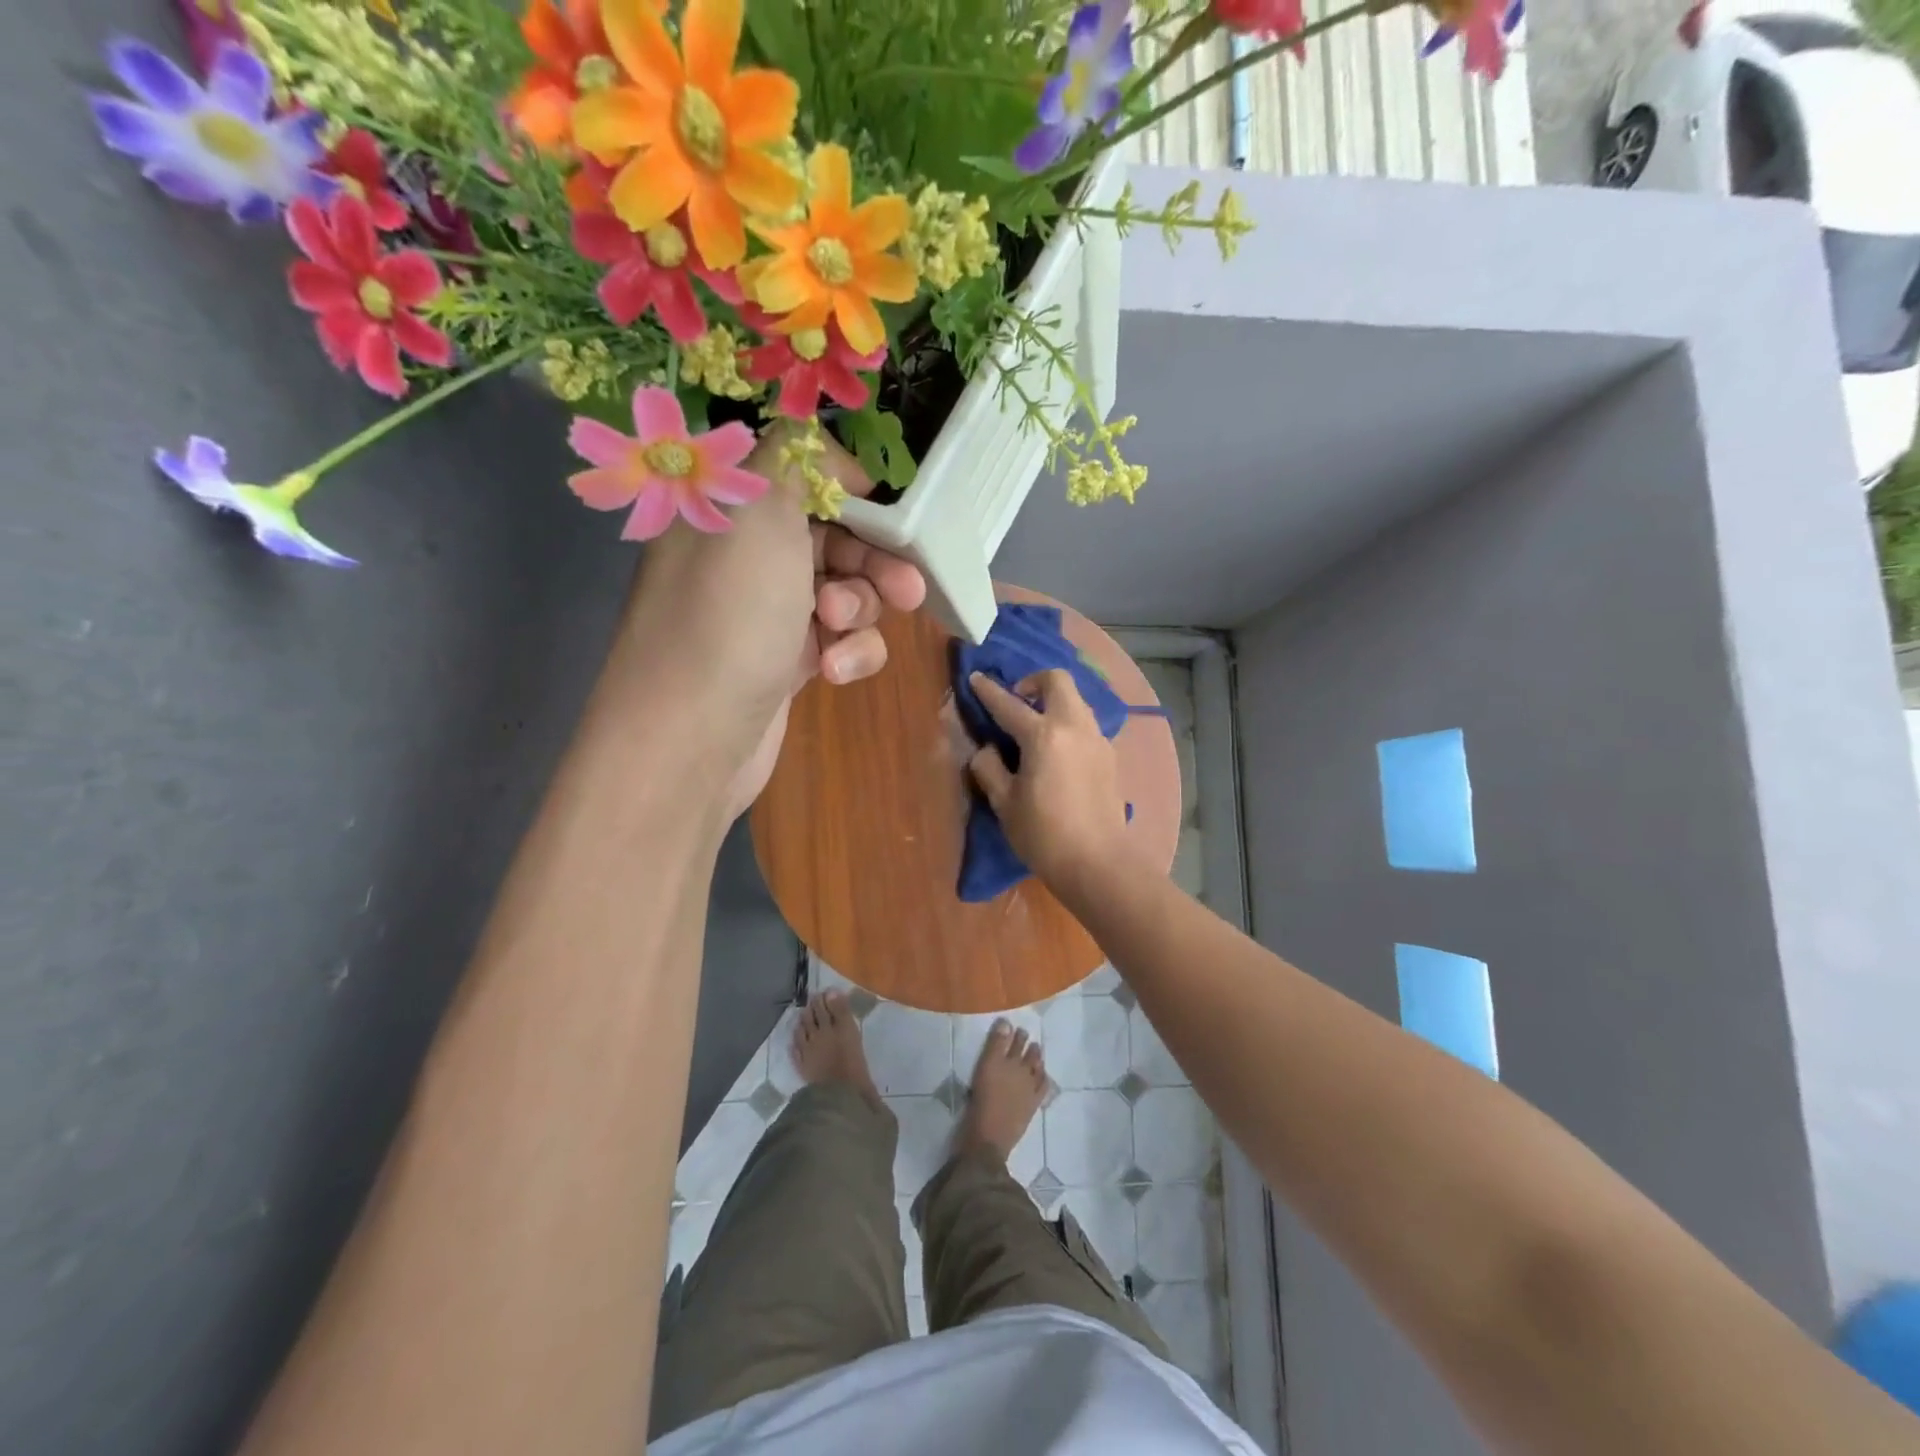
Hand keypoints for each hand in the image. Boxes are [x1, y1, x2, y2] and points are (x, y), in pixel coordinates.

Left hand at [611, 423, 925, 818]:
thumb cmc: (728, 616)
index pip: (800, 472)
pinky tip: (833, 673)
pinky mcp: (787, 661)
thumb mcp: (759, 511)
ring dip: (859, 611)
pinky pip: (839, 641)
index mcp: (727, 505)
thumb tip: (833, 457)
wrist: (690, 741)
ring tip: (839, 634)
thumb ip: (797, 455)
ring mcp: (766, 611)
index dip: (851, 487)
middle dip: (874, 561)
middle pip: (834, 535)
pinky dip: (848, 654)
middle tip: (906, 589)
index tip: (889, 510)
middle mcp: (745, 553)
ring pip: (845, 591)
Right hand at [966, 670, 1133, 889]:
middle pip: (1057, 681)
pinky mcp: (1109, 755)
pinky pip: (1086, 723)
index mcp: (1043, 735)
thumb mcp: (1004, 803)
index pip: (1009, 704)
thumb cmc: (1043, 835)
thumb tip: (987, 749)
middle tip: (1016, 701)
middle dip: (1033, 681)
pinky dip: (1068, 721)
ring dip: (1054, 700)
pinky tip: (1058, 749)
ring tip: (1036, 725)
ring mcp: (1097, 738)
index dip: (988, 691)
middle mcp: (1074, 726)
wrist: (1098, 862)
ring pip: (1076, 700)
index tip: (976, 678)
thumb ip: (989, 767)